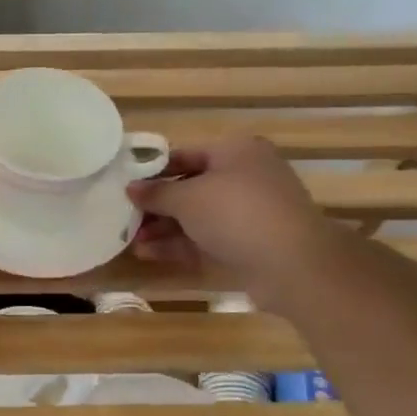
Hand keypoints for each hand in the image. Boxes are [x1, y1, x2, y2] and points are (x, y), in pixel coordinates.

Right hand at [126, 136, 338, 310]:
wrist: (292, 264)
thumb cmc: (236, 213)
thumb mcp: (187, 198)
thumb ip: (155, 193)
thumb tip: (131, 188)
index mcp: (236, 151)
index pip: (184, 154)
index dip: (152, 170)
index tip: (125, 185)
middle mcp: (245, 176)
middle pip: (190, 187)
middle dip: (156, 204)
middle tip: (124, 216)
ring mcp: (250, 212)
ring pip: (198, 216)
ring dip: (164, 227)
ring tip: (131, 240)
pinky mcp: (250, 243)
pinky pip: (207, 238)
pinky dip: (180, 244)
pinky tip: (149, 254)